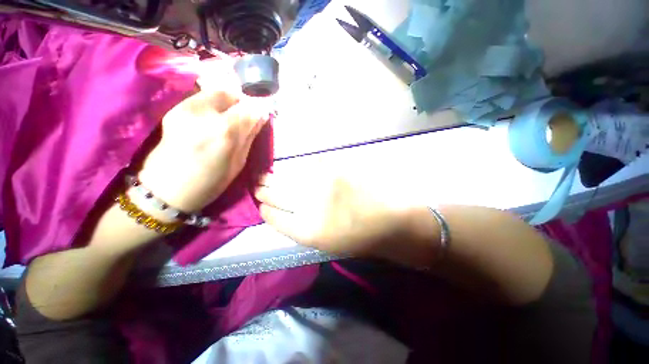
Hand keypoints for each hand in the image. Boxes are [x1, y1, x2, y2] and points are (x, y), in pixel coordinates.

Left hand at [139, 64, 270, 213]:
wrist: (166, 188)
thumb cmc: (210, 182)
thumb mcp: (238, 163)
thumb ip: (249, 137)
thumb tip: (260, 118)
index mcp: (225, 132)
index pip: (249, 109)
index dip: (258, 111)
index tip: (261, 117)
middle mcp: (205, 114)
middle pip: (231, 94)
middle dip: (242, 103)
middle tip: (245, 117)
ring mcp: (186, 108)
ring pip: (216, 92)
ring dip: (228, 103)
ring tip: (230, 118)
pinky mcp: (175, 109)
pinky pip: (202, 97)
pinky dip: (214, 104)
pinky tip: (214, 118)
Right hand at [255, 170, 441, 266]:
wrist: (391, 219)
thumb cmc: (358, 236)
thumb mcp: (324, 241)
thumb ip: (299, 226)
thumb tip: (279, 210)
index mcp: (309, 232)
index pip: (274, 217)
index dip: (265, 210)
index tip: (260, 204)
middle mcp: (312, 206)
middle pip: (277, 195)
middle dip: (263, 191)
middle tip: (256, 185)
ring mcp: (324, 183)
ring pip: (288, 179)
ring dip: (273, 178)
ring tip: (264, 176)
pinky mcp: (335, 168)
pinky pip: (305, 168)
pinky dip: (293, 170)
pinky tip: (287, 170)